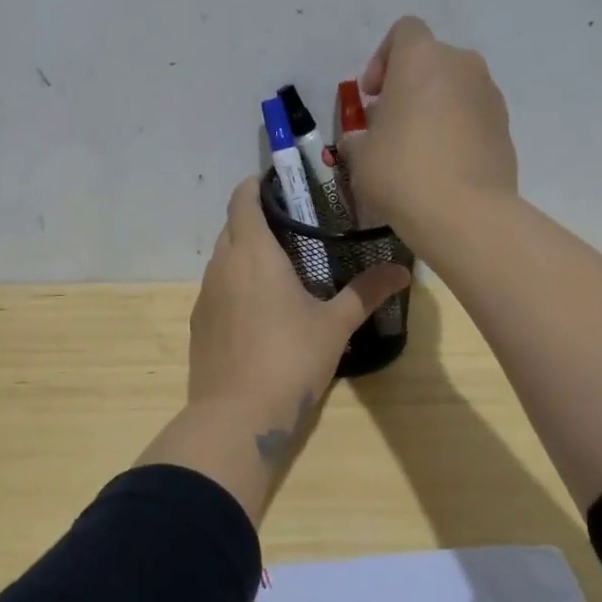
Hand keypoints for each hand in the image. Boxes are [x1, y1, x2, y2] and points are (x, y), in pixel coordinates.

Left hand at [135, 177, 409, 524]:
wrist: (236, 417)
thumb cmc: (290, 359)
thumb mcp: (334, 325)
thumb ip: (366, 293)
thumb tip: (403, 270)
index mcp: (253, 253)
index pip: (242, 198)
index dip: (257, 185)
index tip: (281, 185)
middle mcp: (222, 266)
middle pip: (232, 226)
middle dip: (257, 219)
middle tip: (295, 227)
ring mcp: (205, 296)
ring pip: (223, 259)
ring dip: (246, 254)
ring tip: (282, 267)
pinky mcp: (199, 324)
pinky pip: (218, 289)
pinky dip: (236, 285)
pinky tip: (261, 309)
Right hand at [348, 16, 517, 254]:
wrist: (465, 213)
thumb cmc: (402, 171)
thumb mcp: (361, 156)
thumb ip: (358, 138)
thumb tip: (359, 139)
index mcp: (422, 59)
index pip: (404, 31)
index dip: (383, 59)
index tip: (372, 96)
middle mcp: (462, 65)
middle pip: (431, 61)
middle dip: (409, 86)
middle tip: (390, 124)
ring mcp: (490, 95)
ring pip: (455, 89)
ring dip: (435, 108)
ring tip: (417, 149)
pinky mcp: (506, 127)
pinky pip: (473, 117)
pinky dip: (457, 130)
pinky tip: (442, 167)